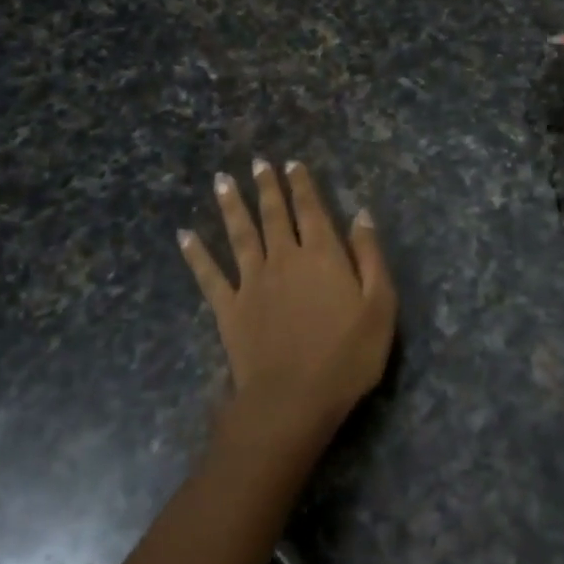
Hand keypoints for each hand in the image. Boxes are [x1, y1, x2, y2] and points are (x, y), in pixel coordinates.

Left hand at [179, 159, 396, 441]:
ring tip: (222, 180)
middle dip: (266, 186)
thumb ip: (370, 256)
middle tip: (257, 162)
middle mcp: (284, 258)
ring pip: (240, 235)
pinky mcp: (229, 309)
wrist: (292, 400)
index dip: (301, 185)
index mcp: (322, 254)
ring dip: (231, 206)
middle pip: (273, 215)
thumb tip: (361, 215)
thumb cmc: (347, 355)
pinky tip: (184, 236)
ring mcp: (252, 282)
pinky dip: (196, 254)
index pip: (311, 209)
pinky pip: (209, 275)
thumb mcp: (380, 305)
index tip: (291, 163)